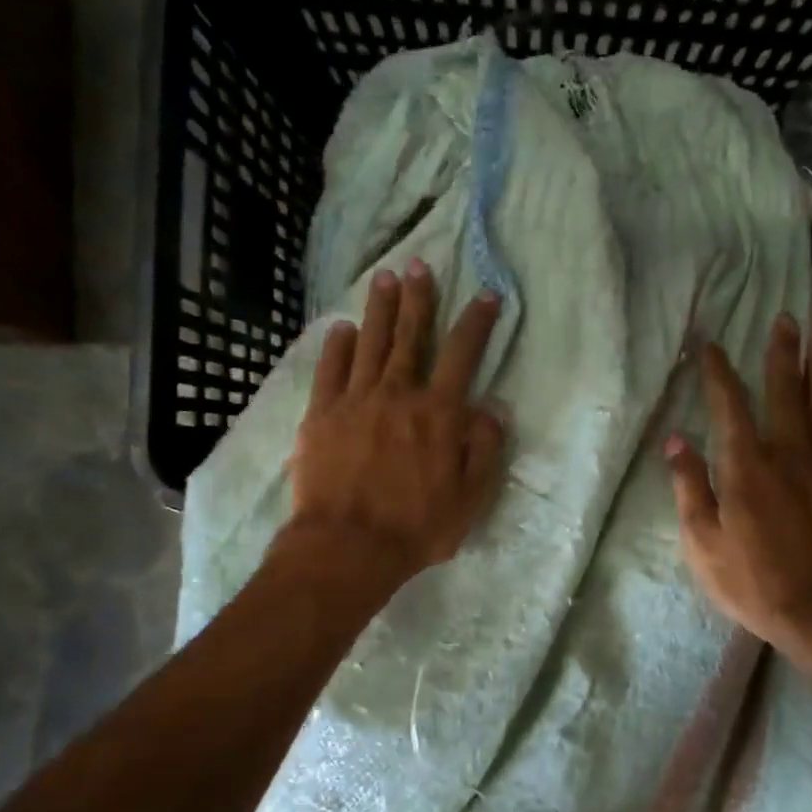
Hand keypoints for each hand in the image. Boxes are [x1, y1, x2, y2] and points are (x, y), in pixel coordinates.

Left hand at [284, 259, 505, 585]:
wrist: (348, 546)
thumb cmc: (417, 527)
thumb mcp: (471, 497)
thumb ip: (485, 448)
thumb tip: (491, 408)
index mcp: (438, 413)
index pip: (462, 354)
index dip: (476, 322)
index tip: (486, 295)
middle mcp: (398, 395)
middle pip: (410, 336)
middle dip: (418, 298)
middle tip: (418, 264)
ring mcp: (355, 401)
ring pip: (370, 344)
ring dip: (379, 309)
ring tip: (383, 278)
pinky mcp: (321, 415)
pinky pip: (329, 370)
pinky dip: (337, 347)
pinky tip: (341, 329)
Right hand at [664, 315, 811, 654]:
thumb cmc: (752, 581)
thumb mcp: (702, 542)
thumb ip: (689, 487)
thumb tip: (675, 441)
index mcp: (747, 466)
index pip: (730, 405)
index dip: (719, 372)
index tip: (711, 344)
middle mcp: (791, 454)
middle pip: (788, 391)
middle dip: (783, 353)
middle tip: (785, 320)